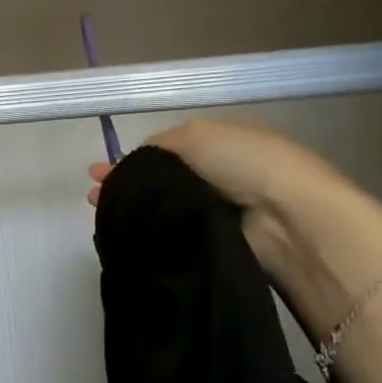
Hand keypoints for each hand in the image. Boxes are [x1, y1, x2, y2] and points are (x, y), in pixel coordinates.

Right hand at [87, 118, 341, 213]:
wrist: (287, 219)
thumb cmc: (244, 164)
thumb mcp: (195, 136)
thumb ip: (158, 148)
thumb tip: (134, 164)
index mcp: (218, 146)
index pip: (165, 154)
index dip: (132, 162)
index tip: (99, 175)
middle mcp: (217, 179)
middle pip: (161, 184)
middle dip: (127, 188)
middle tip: (94, 198)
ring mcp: (216, 214)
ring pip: (163, 212)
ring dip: (133, 212)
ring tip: (101, 217)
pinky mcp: (215, 246)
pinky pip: (174, 237)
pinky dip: (151, 235)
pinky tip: (126, 236)